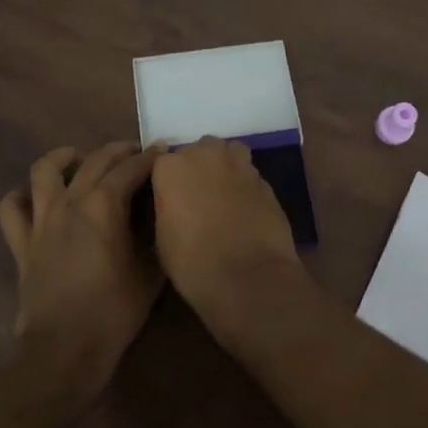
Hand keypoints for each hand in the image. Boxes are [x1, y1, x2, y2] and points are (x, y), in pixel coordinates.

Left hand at [0, 142, 163, 389]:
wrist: (65, 350)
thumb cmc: (114, 312)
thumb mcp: (150, 273)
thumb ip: (156, 237)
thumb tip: (161, 216)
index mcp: (104, 206)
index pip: (131, 169)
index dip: (150, 157)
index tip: (164, 151)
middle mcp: (71, 202)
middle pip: (95, 160)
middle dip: (119, 151)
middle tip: (135, 153)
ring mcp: (41, 220)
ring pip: (44, 170)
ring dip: (64, 158)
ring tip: (78, 159)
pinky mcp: (21, 243)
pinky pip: (10, 209)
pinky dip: (20, 197)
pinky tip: (34, 198)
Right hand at [150, 137, 301, 335]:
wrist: (247, 277)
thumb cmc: (192, 262)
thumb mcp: (162, 238)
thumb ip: (168, 206)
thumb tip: (177, 204)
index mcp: (171, 167)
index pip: (164, 162)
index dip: (169, 182)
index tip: (171, 200)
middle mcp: (205, 155)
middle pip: (200, 150)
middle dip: (199, 167)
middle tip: (198, 196)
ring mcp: (239, 165)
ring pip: (229, 153)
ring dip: (225, 167)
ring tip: (224, 195)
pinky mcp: (265, 181)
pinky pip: (249, 175)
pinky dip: (245, 186)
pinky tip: (245, 209)